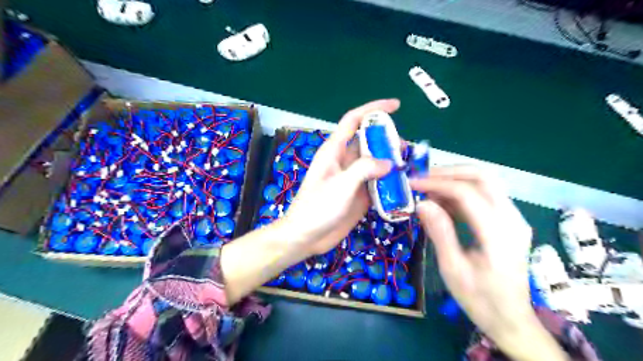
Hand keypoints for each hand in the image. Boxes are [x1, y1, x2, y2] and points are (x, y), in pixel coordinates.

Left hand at [282, 100, 397, 255]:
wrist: (306, 237)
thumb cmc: (317, 208)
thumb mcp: (341, 185)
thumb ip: (365, 169)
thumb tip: (389, 162)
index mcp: (334, 150)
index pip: (354, 120)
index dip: (373, 109)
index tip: (396, 105)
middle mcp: (345, 160)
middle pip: (369, 142)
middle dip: (388, 140)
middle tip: (407, 149)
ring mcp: (352, 178)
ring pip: (375, 162)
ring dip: (391, 162)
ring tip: (409, 166)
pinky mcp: (358, 194)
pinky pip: (377, 182)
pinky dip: (389, 181)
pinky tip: (403, 184)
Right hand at [409, 168, 563, 360]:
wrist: (510, 318)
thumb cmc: (479, 298)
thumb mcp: (453, 269)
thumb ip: (439, 232)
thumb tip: (421, 203)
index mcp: (499, 235)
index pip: (467, 193)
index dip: (437, 184)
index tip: (412, 184)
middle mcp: (512, 219)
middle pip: (483, 177)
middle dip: (449, 172)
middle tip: (422, 178)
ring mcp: (514, 218)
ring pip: (485, 182)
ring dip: (455, 179)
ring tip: (428, 188)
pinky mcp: (509, 220)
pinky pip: (485, 195)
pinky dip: (461, 191)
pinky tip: (442, 201)